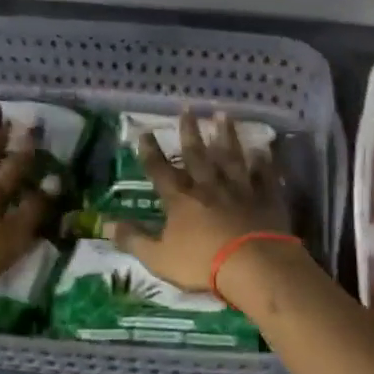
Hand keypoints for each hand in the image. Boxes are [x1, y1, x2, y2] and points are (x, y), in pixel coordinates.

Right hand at [107, 110, 292, 292]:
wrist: (253, 265)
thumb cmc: (202, 263)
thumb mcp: (158, 257)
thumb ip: (134, 239)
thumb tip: (107, 223)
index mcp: (181, 199)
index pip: (160, 170)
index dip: (151, 152)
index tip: (145, 132)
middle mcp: (209, 186)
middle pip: (197, 154)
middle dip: (190, 131)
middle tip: (187, 108)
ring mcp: (240, 189)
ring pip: (231, 156)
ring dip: (226, 135)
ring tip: (224, 115)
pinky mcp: (266, 198)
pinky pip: (264, 175)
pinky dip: (263, 162)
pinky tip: (262, 149)